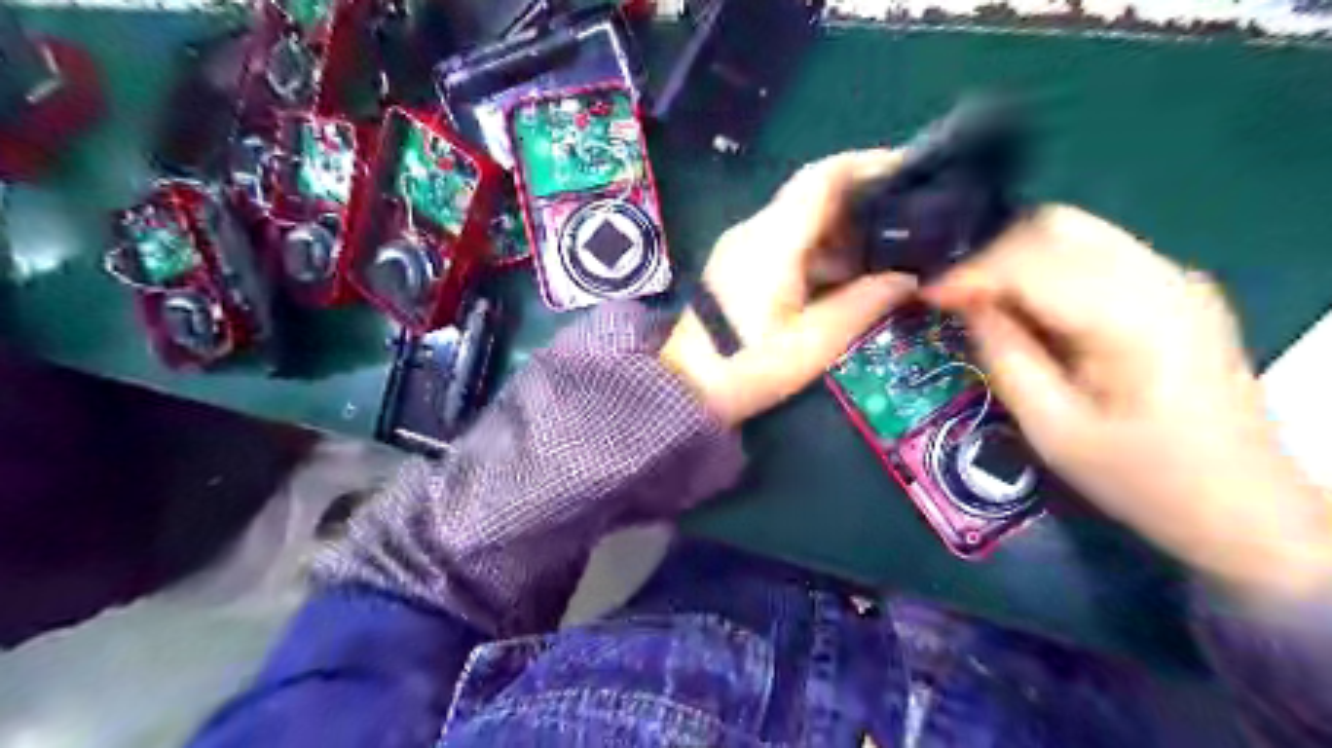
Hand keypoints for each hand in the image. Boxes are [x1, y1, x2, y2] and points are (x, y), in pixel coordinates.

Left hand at [660, 150, 922, 426]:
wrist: (685, 388)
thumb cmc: (749, 366)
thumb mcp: (814, 341)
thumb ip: (864, 303)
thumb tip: (907, 278)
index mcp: (773, 239)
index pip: (823, 177)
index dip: (868, 164)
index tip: (908, 171)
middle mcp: (754, 231)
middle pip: (813, 195)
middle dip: (862, 202)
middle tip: (909, 220)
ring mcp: (742, 246)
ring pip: (801, 219)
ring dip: (842, 230)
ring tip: (888, 250)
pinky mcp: (738, 265)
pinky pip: (787, 242)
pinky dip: (821, 250)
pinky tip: (848, 274)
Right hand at [928, 209, 1331, 603]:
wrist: (1240, 503)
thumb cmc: (1140, 478)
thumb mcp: (1052, 430)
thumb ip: (1005, 356)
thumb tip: (965, 305)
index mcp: (1135, 320)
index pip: (1034, 261)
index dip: (971, 272)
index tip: (926, 296)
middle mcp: (1162, 279)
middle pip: (1057, 227)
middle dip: (992, 255)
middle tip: (956, 298)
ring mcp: (1174, 277)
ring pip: (1073, 230)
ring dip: (1016, 258)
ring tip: (983, 300)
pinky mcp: (1173, 287)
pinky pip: (1093, 251)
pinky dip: (1045, 266)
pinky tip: (1027, 306)